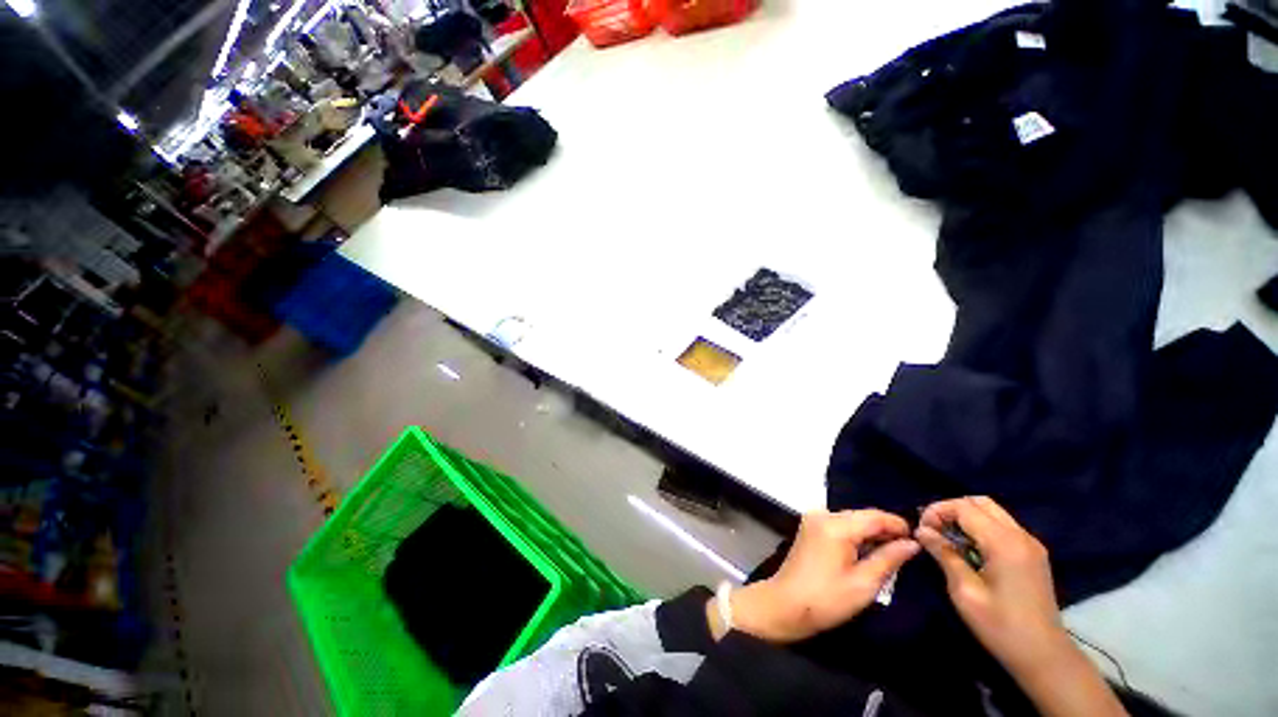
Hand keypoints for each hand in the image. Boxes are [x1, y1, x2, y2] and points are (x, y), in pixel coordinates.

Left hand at [714, 509, 918, 642]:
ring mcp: (813, 519)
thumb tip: (912, 543)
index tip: (920, 538)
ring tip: (893, 552)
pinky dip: (855, 535)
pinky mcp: (809, 527)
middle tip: (909, 548)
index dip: (899, 525)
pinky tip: (868, 551)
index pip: (875, 516)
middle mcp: (823, 514)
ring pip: (851, 520)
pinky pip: (839, 525)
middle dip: (885, 529)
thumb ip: (889, 559)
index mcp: (836, 525)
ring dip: (870, 533)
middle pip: (862, 516)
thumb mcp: (864, 584)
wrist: (785, 604)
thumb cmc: (827, 599)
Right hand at [915, 497, 1070, 676]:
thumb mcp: (964, 592)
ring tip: (948, 539)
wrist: (1044, 657)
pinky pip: (1002, 526)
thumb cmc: (1001, 626)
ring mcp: (1031, 544)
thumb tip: (921, 531)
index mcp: (1004, 543)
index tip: (922, 530)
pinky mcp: (1033, 554)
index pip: (964, 507)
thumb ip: (944, 555)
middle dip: (951, 509)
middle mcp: (1021, 535)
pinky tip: (970, 549)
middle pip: (980, 502)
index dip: (938, 511)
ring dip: (966, 517)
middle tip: (934, 530)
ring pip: (992, 512)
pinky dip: (981, 528)